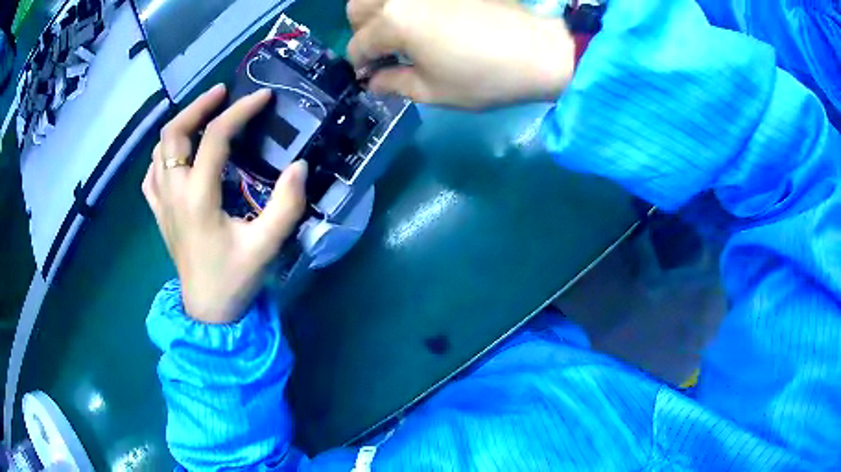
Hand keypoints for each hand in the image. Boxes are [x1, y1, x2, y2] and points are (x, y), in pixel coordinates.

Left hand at [142, 85, 307, 323]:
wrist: (208, 311)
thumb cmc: (235, 279)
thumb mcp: (267, 246)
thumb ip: (286, 205)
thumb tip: (299, 166)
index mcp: (198, 198)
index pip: (215, 137)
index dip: (240, 111)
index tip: (262, 97)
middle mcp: (174, 193)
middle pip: (173, 133)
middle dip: (198, 106)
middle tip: (222, 94)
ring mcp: (162, 203)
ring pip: (159, 149)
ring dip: (180, 126)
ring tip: (203, 118)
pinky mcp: (159, 213)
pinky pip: (152, 173)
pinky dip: (163, 154)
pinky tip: (178, 155)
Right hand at [347, 0, 574, 108]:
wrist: (540, 50)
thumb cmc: (486, 76)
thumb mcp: (433, 90)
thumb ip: (394, 84)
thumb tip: (373, 81)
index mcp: (394, 22)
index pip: (359, 45)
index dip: (361, 65)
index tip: (372, 76)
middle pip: (358, 8)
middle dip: (362, 31)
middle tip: (383, 49)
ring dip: (378, 11)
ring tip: (399, 30)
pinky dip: (405, 5)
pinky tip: (422, 18)